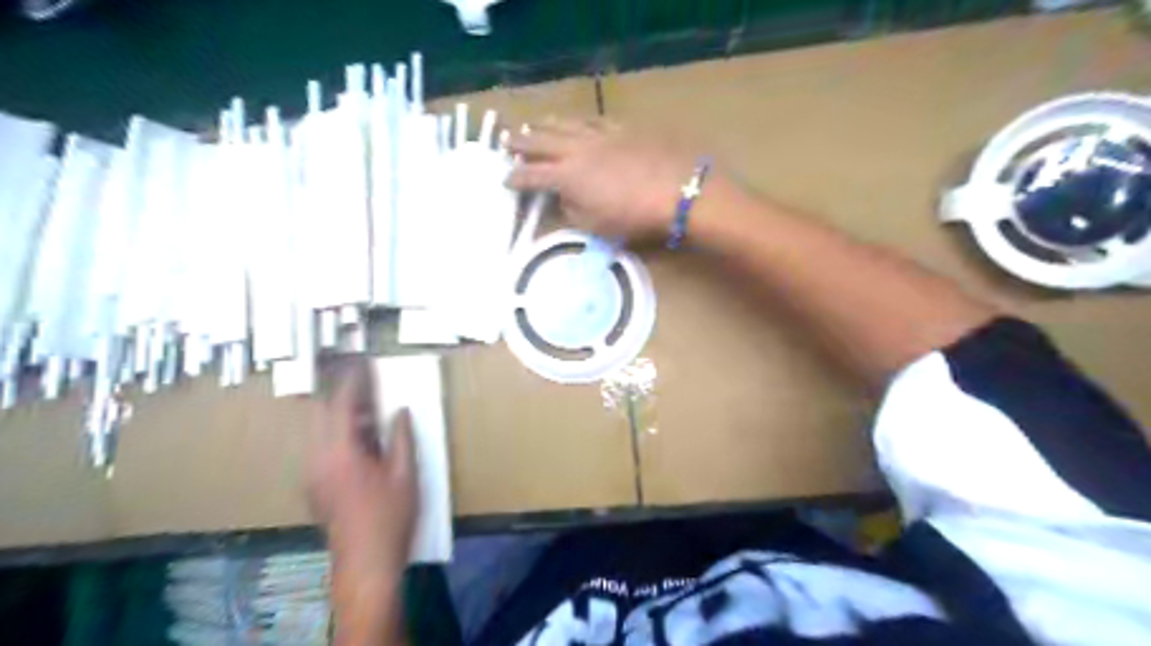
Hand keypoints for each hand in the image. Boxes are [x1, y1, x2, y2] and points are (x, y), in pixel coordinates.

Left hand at [306, 361, 418, 577]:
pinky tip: (362, 440)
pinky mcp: (315, 486)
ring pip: (320, 431)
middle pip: (321, 414)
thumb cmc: (390, 517)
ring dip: (341, 415)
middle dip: (342, 395)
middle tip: (365, 382)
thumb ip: (401, 437)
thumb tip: (400, 411)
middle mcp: (317, 459)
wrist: (365, 563)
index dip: (353, 382)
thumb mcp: (404, 474)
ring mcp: (312, 474)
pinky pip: (322, 447)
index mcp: (340, 453)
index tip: (363, 362)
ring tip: (370, 410)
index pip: (341, 405)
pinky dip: (339, 434)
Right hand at [505, 117, 701, 238]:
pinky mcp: (621, 128)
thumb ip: (574, 211)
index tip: (505, 179)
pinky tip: (575, 123)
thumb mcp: (596, 225)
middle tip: (507, 141)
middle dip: (521, 143)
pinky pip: (591, 121)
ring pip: (565, 125)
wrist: (677, 189)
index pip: (532, 175)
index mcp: (567, 177)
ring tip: (533, 125)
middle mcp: (577, 150)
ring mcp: (599, 135)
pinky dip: (577, 123)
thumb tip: (565, 198)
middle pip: (541, 142)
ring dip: (545, 126)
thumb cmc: (635, 215)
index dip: (516, 178)